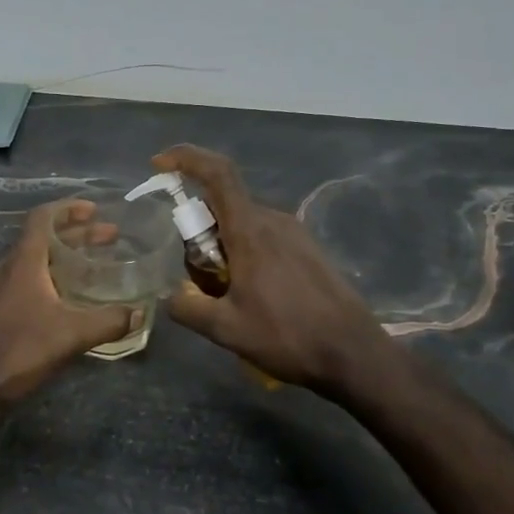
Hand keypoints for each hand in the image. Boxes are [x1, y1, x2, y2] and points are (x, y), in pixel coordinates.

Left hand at [0, 199, 135, 404]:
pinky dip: (56, 280)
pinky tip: (74, 300)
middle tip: (110, 238)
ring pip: (38, 262)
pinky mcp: (0, 312)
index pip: (43, 218)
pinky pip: (32, 283)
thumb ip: (108, 321)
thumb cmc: (18, 349)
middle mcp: (10, 268)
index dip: (69, 208)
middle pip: (45, 239)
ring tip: (97, 266)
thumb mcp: (71, 334)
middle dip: (78, 235)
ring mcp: (2, 290)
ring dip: (67, 258)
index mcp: (24, 262)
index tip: (95, 210)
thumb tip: (140, 313)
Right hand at [154, 145, 390, 393]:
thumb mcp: (225, 329)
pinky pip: (264, 238)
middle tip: (197, 276)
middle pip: (223, 206)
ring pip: (243, 224)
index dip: (186, 158)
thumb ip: (188, 307)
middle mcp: (274, 221)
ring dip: (223, 246)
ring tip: (225, 295)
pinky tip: (252, 296)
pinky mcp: (308, 250)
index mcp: (251, 231)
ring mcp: (295, 234)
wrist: (354, 354)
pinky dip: (245, 254)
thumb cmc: (288, 336)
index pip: (217, 174)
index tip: (160, 163)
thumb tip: (171, 295)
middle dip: (199, 230)